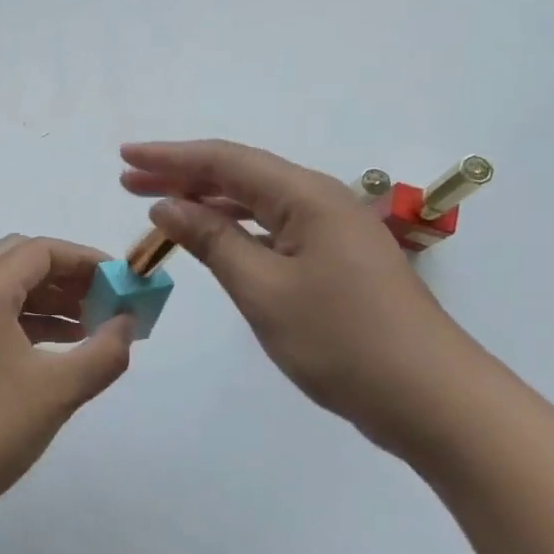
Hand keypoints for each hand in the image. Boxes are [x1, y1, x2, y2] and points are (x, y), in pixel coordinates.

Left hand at [0, 235, 133, 520]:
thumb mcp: (59, 390)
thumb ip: (104, 352)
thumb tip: (129, 323)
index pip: (41, 250)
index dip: (86, 260)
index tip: (121, 281)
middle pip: (20, 260)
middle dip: (67, 275)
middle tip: (104, 298)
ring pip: (6, 288)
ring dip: (49, 298)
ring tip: (92, 324)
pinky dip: (29, 321)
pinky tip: (59, 346)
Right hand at [120, 140, 487, 450]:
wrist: (430, 398)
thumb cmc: (341, 340)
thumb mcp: (263, 289)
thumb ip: (213, 240)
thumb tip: (167, 206)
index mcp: (306, 196)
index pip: (224, 161)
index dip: (170, 157)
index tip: (124, 155)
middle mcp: (321, 201)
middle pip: (240, 175)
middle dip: (182, 175)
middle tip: (129, 179)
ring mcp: (333, 231)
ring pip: (258, 202)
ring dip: (207, 202)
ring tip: (158, 204)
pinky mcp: (337, 261)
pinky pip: (275, 229)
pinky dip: (236, 229)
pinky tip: (213, 238)